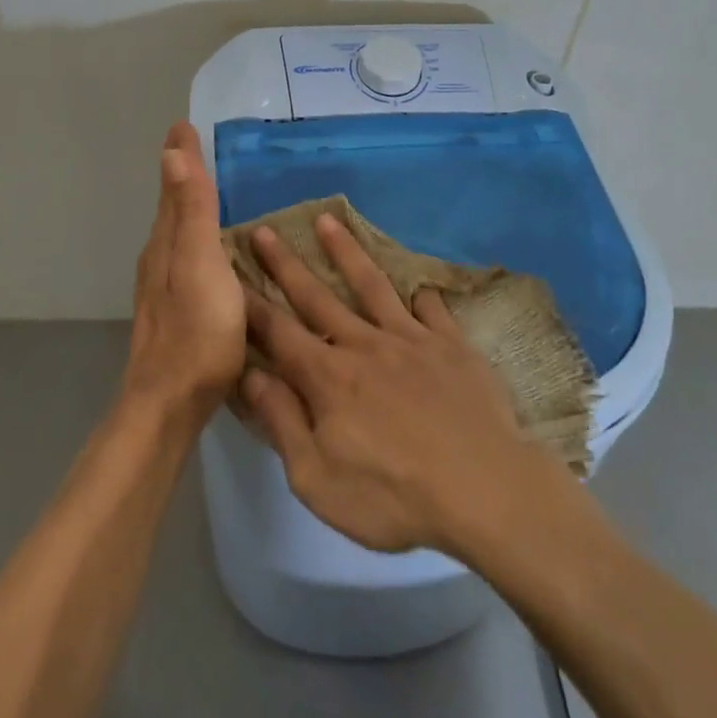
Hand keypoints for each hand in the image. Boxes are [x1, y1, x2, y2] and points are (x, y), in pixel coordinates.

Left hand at [123, 122, 246, 422]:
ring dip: (185, 207)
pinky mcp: (175, 312)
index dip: (181, 156)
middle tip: (192, 149)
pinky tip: (208, 254)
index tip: (182, 125)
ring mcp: (163, 289)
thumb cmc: (196, 331)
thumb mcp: (200, 264)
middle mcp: (159, 260)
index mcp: (167, 243)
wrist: (169, 403)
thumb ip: (190, 212)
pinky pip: (184, 259)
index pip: (174, 187)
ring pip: (174, 234)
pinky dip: (193, 239)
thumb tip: (171, 154)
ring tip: (202, 191)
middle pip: (170, 207)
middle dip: (180, 176)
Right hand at [238, 213, 569, 555]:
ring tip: (328, 220)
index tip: (231, 272)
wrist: (486, 490)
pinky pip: (432, 309)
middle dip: (285, 264)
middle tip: (263, 231)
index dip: (251, 304)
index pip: (278, 332)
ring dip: (345, 252)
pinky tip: (418, 285)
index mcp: (328, 377)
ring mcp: (411, 339)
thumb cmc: (394, 497)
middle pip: (316, 296)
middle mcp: (364, 344)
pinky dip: (421, 295)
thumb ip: (282, 423)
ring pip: (370, 285)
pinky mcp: (451, 345)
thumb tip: (250, 376)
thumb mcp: (318, 480)